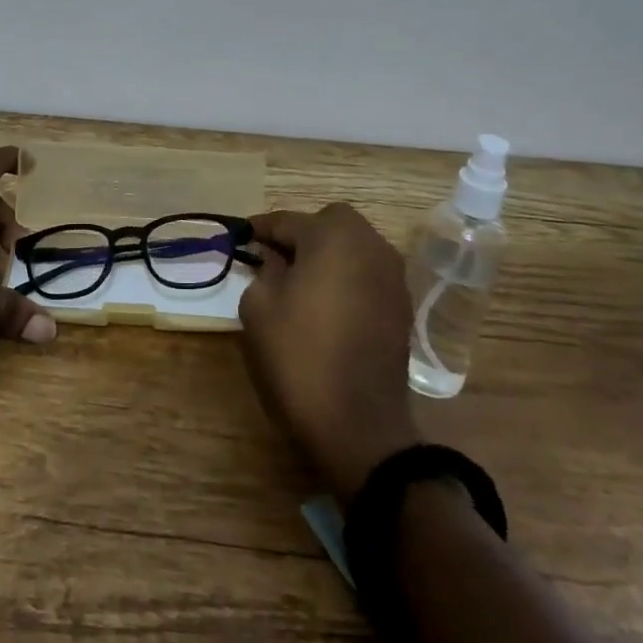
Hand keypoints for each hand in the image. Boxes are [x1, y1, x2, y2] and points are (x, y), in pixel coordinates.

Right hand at [240, 203, 419, 501]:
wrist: (358, 422)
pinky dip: (348, 277)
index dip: (260, 229)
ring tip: (301, 281)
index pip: (287, 220)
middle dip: (302, 234)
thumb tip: (275, 259)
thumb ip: (264, 270)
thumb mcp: (260, 307)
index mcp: (332, 236)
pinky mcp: (402, 304)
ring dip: (328, 254)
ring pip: (354, 246)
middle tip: (276, 258)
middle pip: (330, 223)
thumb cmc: (299, 354)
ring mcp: (392, 274)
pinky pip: (367, 273)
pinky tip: (328, 303)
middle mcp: (370, 244)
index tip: (241, 236)